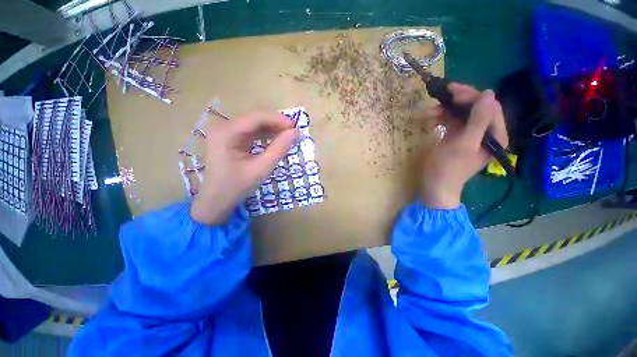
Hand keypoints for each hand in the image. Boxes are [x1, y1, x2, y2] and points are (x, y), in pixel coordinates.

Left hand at [191, 111, 299, 224]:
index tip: (296, 128)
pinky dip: (265, 135)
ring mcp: (225, 131)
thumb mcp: (261, 169)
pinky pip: (251, 131)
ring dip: (272, 129)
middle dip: (277, 125)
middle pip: (255, 118)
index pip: (257, 117)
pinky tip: (276, 140)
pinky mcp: (229, 137)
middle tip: (294, 134)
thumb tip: (295, 133)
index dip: (279, 120)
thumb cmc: (236, 187)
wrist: (216, 200)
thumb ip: (279, 149)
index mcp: (226, 132)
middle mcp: (223, 126)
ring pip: (255, 124)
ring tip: (288, 138)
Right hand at [421, 83, 507, 208]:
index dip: (473, 96)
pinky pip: (453, 122)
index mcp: (494, 135)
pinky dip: (443, 118)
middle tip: (441, 95)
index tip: (452, 91)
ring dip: (447, 110)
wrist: (435, 186)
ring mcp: (471, 136)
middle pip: (476, 108)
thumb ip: (478, 120)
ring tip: (430, 112)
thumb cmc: (448, 168)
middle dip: (459, 100)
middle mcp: (486, 133)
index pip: (489, 107)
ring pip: (463, 114)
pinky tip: (431, 119)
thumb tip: (488, 94)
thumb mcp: (463, 144)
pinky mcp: (458, 138)